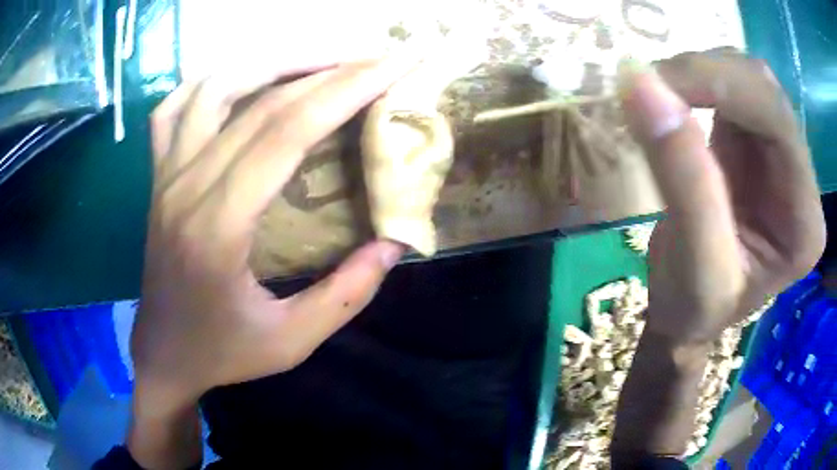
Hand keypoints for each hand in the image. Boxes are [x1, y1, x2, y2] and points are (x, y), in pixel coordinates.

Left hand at [132, 57, 418, 417]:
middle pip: (262, 102)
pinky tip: (238, 80)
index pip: (287, 131)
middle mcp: (186, 187)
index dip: (347, 89)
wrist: (163, 355)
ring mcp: (166, 177)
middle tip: (377, 58)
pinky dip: (207, 82)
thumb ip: (346, 294)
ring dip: (272, 63)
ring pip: (214, 88)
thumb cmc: (222, 353)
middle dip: (330, 69)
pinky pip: (172, 110)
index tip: (394, 65)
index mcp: (218, 227)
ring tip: (320, 61)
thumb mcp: (291, 342)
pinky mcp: (157, 178)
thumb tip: (393, 243)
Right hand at [620, 49, 824, 342]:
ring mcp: (780, 155)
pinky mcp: (755, 143)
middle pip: (763, 89)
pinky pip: (731, 89)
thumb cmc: (696, 308)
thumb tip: (641, 84)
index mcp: (804, 220)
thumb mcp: (693, 262)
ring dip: (698, 75)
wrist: (690, 315)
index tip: (653, 82)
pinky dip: (696, 83)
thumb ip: (681, 175)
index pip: (776, 119)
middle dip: (705, 74)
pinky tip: (672, 101)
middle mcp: (801, 178)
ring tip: (656, 97)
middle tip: (647, 85)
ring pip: (746, 79)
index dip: (720, 83)